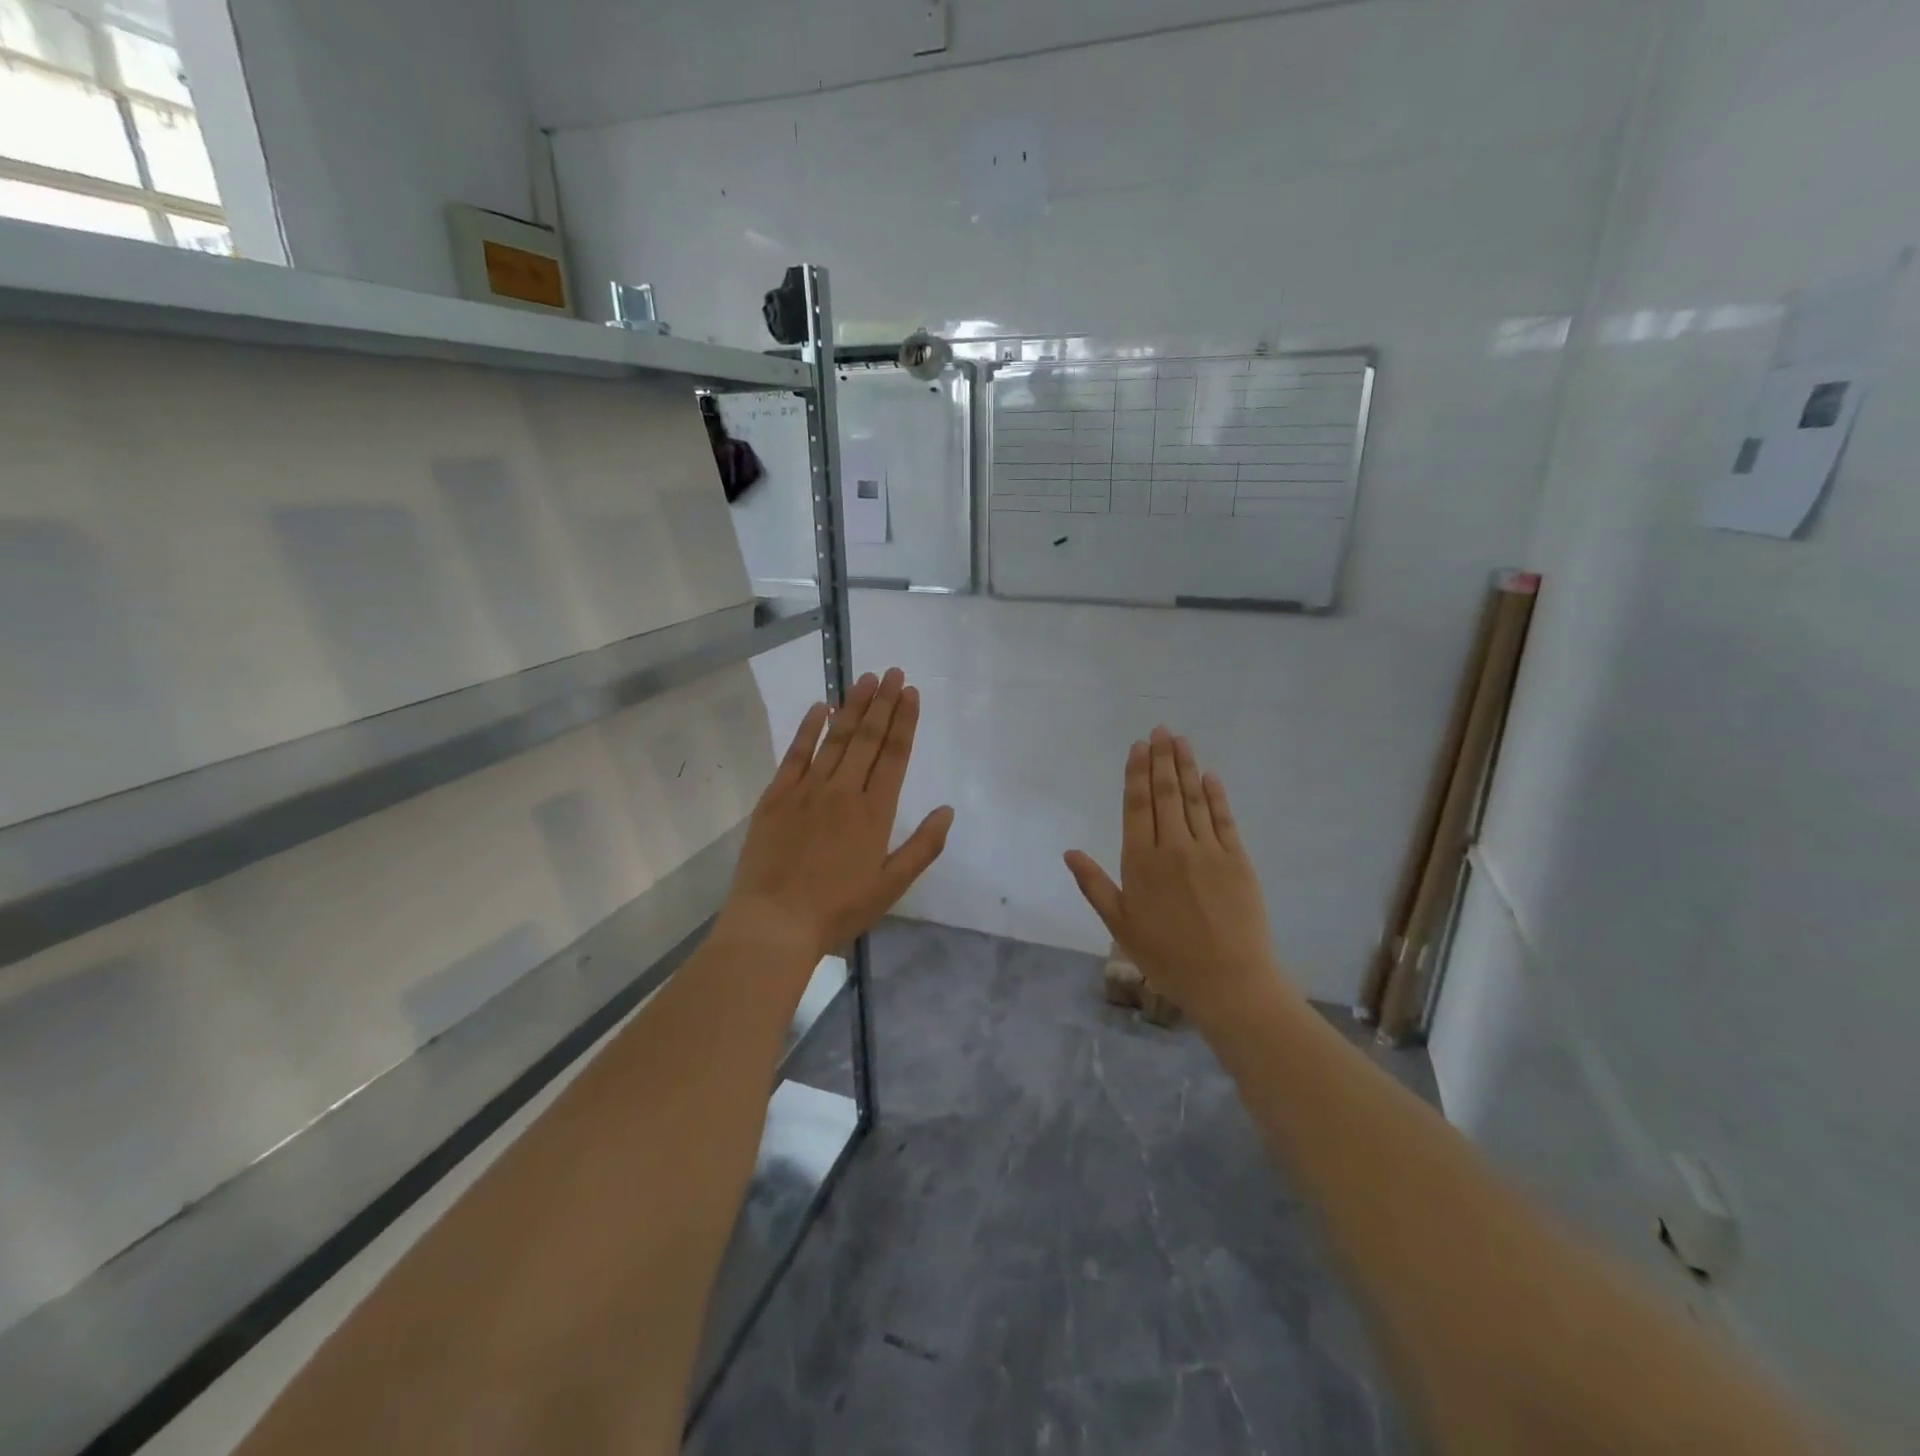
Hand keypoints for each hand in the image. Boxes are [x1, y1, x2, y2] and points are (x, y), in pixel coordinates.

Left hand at [720, 668, 953, 964]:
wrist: (774, 924)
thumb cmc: (838, 910)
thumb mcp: (890, 887)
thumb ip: (922, 847)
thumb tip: (947, 810)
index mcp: (874, 813)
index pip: (894, 755)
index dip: (904, 720)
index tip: (910, 691)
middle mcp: (843, 792)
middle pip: (867, 738)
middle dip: (882, 702)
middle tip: (892, 672)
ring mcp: (806, 791)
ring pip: (835, 739)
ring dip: (852, 706)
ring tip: (865, 678)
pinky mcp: (775, 797)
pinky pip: (795, 754)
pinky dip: (808, 729)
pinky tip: (818, 707)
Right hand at [1065, 728, 1289, 1030]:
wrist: (1229, 981)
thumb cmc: (1166, 957)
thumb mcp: (1120, 925)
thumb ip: (1095, 885)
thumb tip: (1070, 852)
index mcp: (1141, 862)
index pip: (1137, 807)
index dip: (1137, 774)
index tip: (1138, 747)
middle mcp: (1173, 848)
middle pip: (1165, 794)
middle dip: (1161, 759)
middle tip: (1160, 729)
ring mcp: (1208, 851)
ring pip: (1193, 800)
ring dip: (1186, 767)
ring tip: (1181, 740)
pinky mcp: (1237, 860)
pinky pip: (1223, 819)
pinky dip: (1216, 795)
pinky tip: (1210, 777)